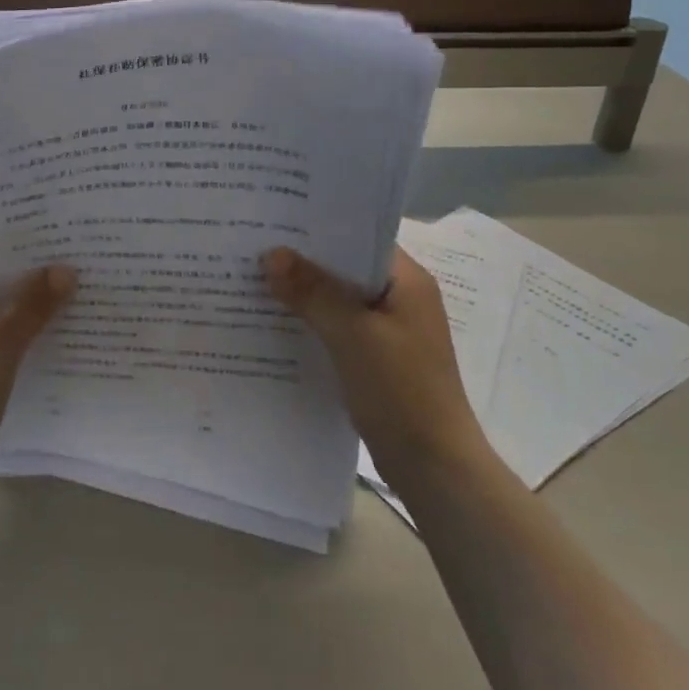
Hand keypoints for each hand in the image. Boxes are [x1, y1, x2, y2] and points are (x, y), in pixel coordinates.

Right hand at [263, 246, 486, 490]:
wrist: (434, 468)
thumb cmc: (401, 390)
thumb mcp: (353, 334)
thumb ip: (313, 291)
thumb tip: (271, 254)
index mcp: (407, 281)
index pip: (360, 238)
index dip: (319, 229)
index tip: (275, 221)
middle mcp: (401, 299)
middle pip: (345, 269)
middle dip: (303, 262)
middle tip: (254, 249)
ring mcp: (390, 332)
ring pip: (339, 301)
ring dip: (305, 295)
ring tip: (254, 282)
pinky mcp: (377, 361)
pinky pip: (338, 330)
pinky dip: (312, 326)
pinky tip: (275, 326)